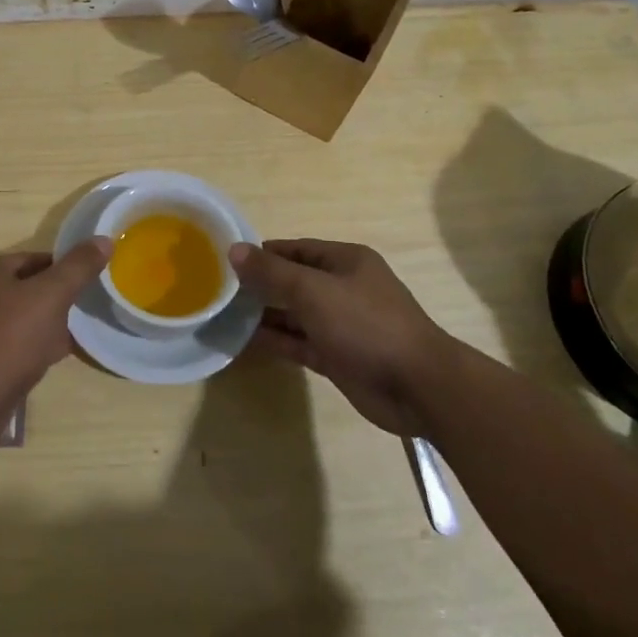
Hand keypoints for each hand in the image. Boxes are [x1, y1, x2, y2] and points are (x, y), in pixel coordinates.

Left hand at [0, 238, 110, 422]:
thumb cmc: (9, 339)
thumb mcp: (51, 296)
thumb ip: (78, 267)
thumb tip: (104, 239)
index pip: (35, 259)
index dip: (65, 268)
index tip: (89, 283)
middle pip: (25, 289)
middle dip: (55, 299)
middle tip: (84, 311)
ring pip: (18, 319)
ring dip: (45, 326)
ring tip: (73, 337)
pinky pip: (9, 346)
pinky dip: (30, 349)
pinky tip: (50, 361)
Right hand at [229, 239, 454, 436]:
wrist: (418, 386)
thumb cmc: (366, 324)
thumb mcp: (313, 291)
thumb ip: (272, 272)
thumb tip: (234, 250)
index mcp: (346, 261)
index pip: (296, 249)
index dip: (263, 253)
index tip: (228, 261)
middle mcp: (343, 288)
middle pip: (294, 281)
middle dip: (260, 285)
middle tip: (219, 290)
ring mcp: (341, 325)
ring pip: (295, 314)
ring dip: (264, 315)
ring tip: (224, 316)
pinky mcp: (338, 357)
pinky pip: (299, 343)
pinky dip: (276, 341)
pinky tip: (244, 341)